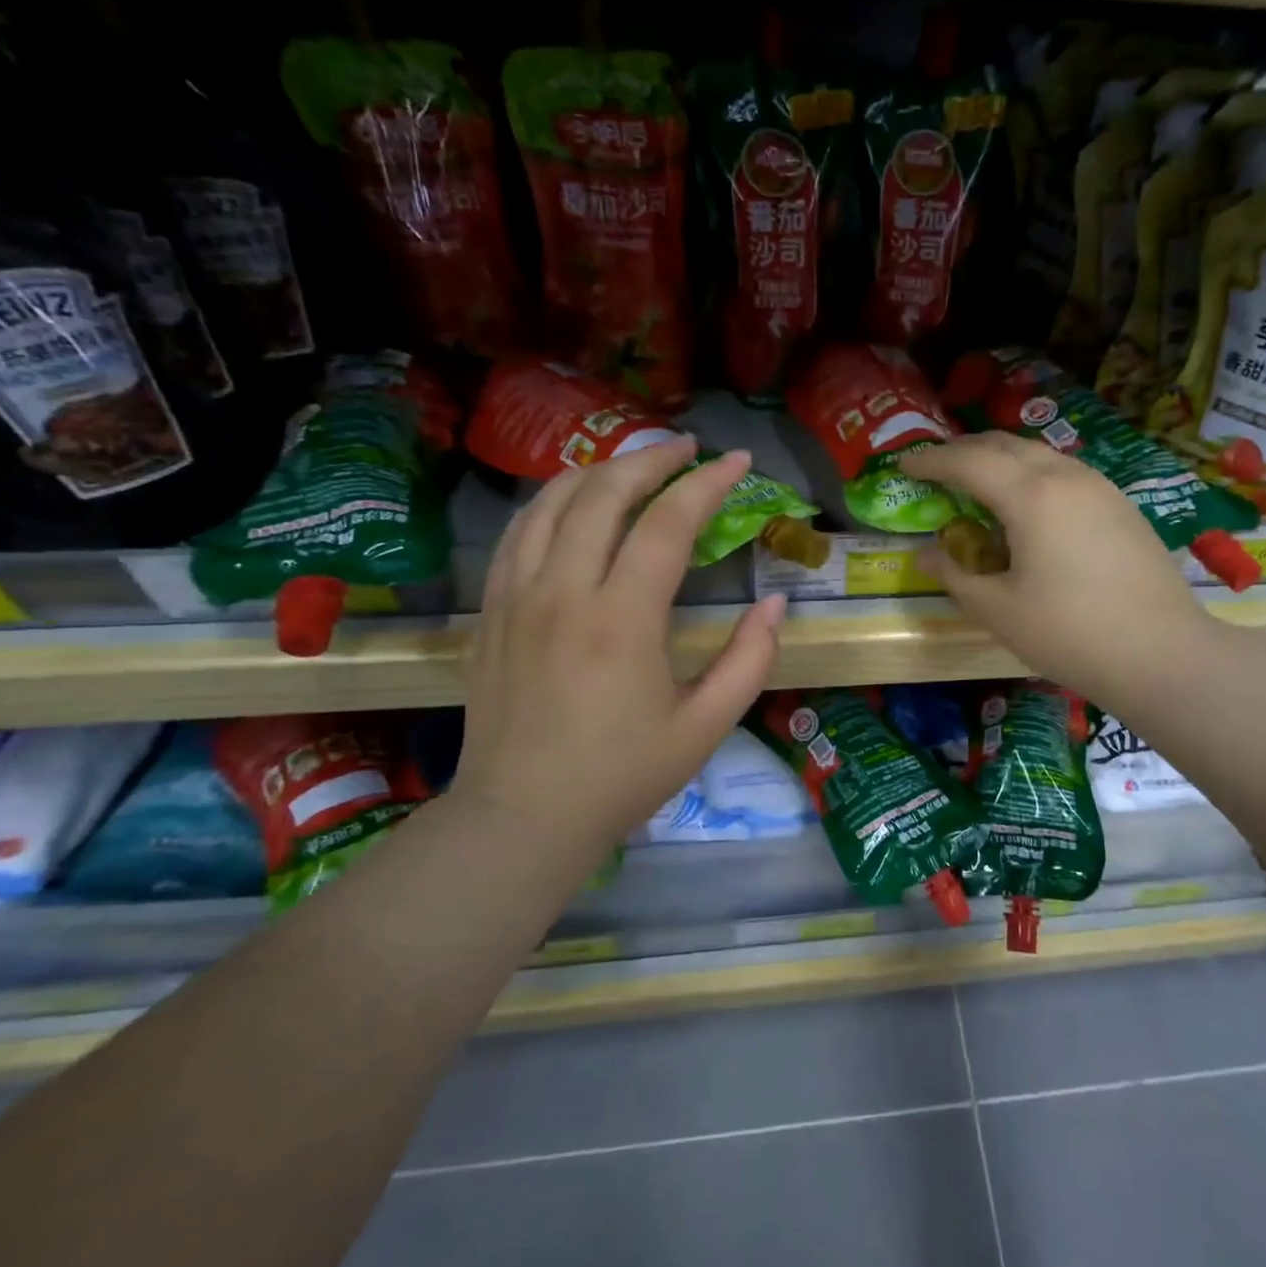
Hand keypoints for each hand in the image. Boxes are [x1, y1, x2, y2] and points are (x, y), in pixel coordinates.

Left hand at [455, 436, 785, 856]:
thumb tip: (773, 604)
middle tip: (689, 450)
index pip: (668, 523)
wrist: (522, 816)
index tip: (737, 461)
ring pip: (552, 501)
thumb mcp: (706, 727)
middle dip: (652, 459)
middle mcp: (564, 592)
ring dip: (599, 470)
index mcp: (622, 620)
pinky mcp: (492, 610)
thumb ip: (749, 660)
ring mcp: (517, 596)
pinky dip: (552, 501)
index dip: (707, 484)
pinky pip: (519, 532)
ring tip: (636, 466)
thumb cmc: (622, 776)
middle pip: (604, 492)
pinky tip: (574, 503)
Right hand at [900, 433, 1215, 710]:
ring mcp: (1101, 487)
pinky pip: (1065, 473)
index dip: (931, 461)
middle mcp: (1067, 477)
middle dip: (965, 450)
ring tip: (979, 482)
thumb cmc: (1070, 633)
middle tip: (936, 469)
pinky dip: (1033, 475)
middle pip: (1005, 445)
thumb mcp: (998, 610)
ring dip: (1001, 459)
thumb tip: (926, 553)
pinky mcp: (1121, 506)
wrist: (1162, 654)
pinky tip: (1029, 505)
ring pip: (1040, 454)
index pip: (968, 462)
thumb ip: (956, 574)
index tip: (904, 467)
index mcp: (1031, 496)